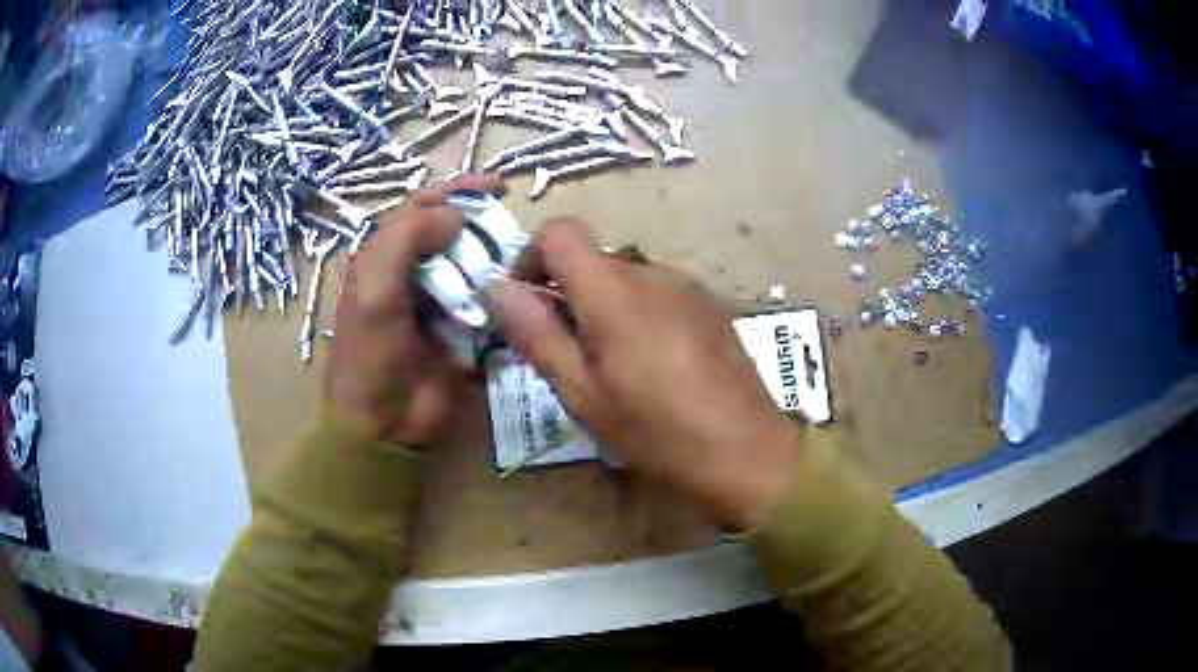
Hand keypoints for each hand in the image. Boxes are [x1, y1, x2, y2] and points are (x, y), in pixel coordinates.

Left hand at [325, 175, 505, 446]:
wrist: (384, 425)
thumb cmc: (371, 356)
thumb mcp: (376, 291)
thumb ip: (407, 240)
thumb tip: (456, 215)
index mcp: (384, 256)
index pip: (423, 207)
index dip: (459, 191)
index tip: (500, 187)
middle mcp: (412, 270)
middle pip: (453, 231)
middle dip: (483, 224)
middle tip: (513, 229)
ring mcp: (439, 299)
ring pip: (473, 263)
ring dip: (496, 258)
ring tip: (519, 260)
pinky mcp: (462, 327)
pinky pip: (487, 298)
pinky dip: (503, 292)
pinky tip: (519, 291)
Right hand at [487, 218, 800, 530]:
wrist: (746, 448)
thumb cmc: (656, 429)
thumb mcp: (583, 392)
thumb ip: (537, 333)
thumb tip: (497, 287)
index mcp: (614, 291)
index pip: (560, 232)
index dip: (532, 257)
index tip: (527, 302)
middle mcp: (652, 273)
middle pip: (593, 259)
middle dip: (566, 293)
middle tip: (565, 352)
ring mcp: (687, 286)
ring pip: (625, 277)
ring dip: (603, 306)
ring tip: (612, 364)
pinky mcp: (710, 304)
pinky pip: (658, 292)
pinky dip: (638, 313)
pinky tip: (653, 363)